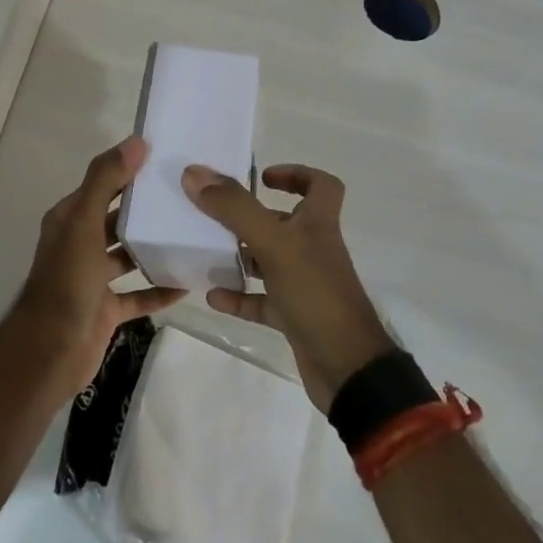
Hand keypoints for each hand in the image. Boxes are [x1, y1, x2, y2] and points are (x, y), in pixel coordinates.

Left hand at [11, 136, 185, 391]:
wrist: (50, 351)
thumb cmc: (67, 281)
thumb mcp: (84, 223)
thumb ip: (106, 181)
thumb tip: (136, 141)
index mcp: (71, 218)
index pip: (103, 185)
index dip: (130, 171)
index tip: (168, 160)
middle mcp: (81, 243)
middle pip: (118, 219)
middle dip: (147, 209)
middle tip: (189, 198)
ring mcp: (93, 278)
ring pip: (128, 255)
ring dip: (154, 247)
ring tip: (193, 235)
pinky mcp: (106, 309)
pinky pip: (138, 295)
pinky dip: (159, 290)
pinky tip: (187, 283)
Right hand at [182, 163, 394, 411]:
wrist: (348, 370)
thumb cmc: (315, 294)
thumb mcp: (273, 243)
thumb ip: (234, 208)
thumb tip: (194, 173)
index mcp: (318, 224)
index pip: (321, 186)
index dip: (296, 174)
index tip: (261, 177)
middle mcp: (313, 249)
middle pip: (284, 221)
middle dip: (250, 215)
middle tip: (215, 211)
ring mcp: (304, 285)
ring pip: (269, 260)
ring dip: (240, 254)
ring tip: (206, 249)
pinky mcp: (294, 317)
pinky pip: (261, 301)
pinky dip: (238, 297)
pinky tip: (212, 296)